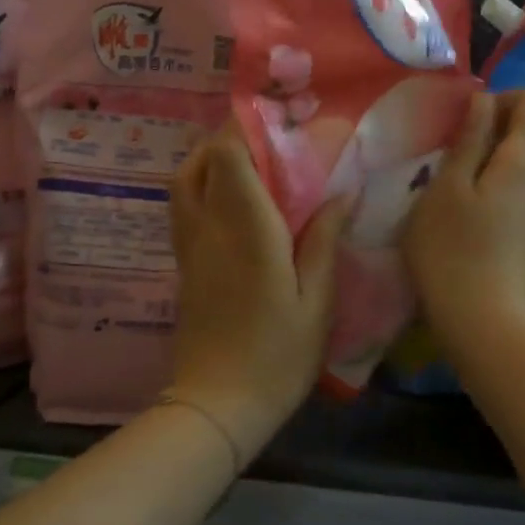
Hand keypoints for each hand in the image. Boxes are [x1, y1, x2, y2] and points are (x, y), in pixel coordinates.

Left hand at [168, 122, 348, 461]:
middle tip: (267, 138)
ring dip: (209, 160)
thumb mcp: (317, 301)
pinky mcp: (184, 265)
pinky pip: (184, 208)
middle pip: (200, 161)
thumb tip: (340, 192)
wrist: (218, 404)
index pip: (229, 157)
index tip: (280, 120)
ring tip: (249, 163)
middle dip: (228, 138)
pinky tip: (233, 200)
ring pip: (184, 182)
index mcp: (247, 231)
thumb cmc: (278, 356)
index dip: (248, 129)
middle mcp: (209, 229)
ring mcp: (189, 247)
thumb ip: (325, 241)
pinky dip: (202, 187)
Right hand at [403, 90, 524, 351]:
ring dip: (491, 156)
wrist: (485, 321)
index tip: (460, 126)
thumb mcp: (447, 186)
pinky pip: (524, 183)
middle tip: (451, 153)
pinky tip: (470, 208)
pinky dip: (498, 181)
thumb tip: (482, 99)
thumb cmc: (454, 249)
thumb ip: (468, 137)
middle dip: (492, 128)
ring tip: (454, 181)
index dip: (496, 100)